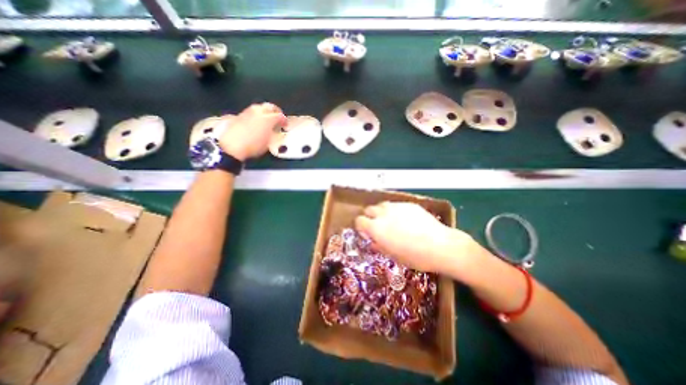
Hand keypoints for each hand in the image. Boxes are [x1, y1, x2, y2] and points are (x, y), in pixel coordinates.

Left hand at [216, 102, 286, 159]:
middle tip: (278, 119)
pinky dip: (256, 116)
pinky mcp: (238, 115)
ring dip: (265, 113)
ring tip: (267, 121)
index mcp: (268, 118)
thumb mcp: (269, 142)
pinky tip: (256, 123)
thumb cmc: (253, 146)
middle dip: (275, 111)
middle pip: (270, 107)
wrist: (231, 146)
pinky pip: (251, 112)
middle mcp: (258, 111)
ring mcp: (247, 112)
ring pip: (259, 108)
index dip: (284, 121)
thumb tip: (274, 130)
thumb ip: (273, 133)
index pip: (280, 116)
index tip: (285, 125)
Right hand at [353, 201, 472, 272]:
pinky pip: (396, 205)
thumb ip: (379, 246)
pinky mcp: (409, 204)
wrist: (441, 246)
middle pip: (369, 209)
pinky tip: (406, 220)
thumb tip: (373, 242)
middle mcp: (383, 214)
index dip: (361, 227)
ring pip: (382, 205)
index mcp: (376, 228)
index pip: (359, 221)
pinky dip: (395, 211)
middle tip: (377, 226)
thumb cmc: (415, 256)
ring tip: (390, 221)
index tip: (367, 233)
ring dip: (381, 212)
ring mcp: (396, 207)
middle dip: (370, 217)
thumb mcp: (393, 255)